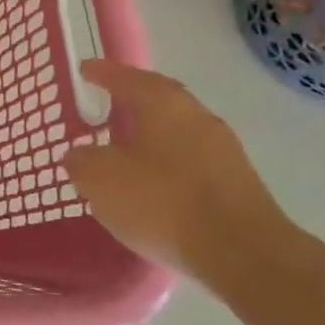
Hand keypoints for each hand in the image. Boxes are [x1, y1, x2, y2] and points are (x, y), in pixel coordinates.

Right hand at [64, 59, 296, 280]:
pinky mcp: (237, 184)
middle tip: (105, 105)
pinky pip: (190, 162)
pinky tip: (151, 186)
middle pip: (159, 100)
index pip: (127, 77)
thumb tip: (79, 155)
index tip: (85, 69)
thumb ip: (82, 160)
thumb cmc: (162, 202)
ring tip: (123, 149)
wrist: (245, 255)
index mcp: (163, 103)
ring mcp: (224, 150)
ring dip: (150, 136)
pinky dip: (167, 165)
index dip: (102, 73)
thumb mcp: (100, 179)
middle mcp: (197, 116)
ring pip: (176, 132)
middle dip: (131, 101)